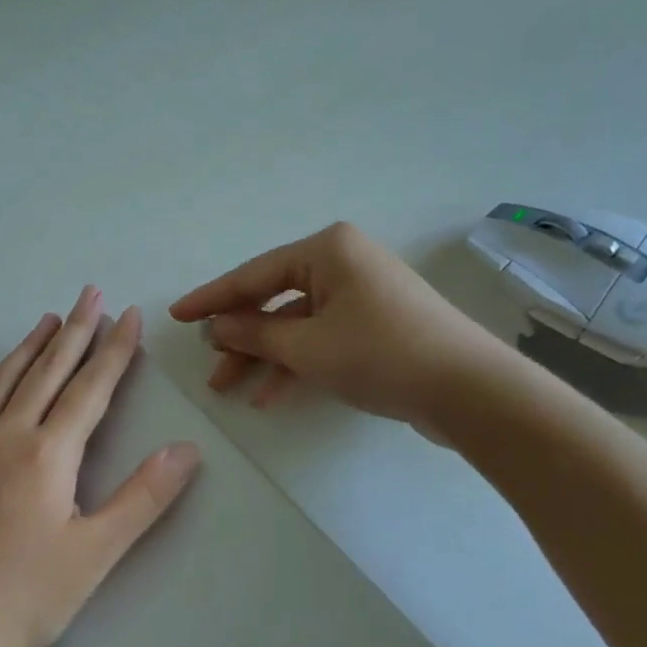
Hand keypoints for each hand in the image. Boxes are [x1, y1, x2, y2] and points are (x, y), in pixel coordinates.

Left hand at [0, 287, 200, 646]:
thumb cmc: (27, 598)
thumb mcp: (97, 552)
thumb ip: (144, 497)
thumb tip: (186, 449)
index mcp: (48, 453)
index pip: (90, 388)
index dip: (114, 349)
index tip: (129, 314)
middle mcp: (4, 435)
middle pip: (47, 371)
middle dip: (75, 330)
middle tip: (90, 292)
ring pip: (1, 382)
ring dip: (28, 347)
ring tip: (48, 319)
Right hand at [170, 222, 503, 431]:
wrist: (470, 391)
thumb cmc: (380, 354)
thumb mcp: (306, 347)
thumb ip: (254, 334)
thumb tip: (217, 327)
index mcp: (327, 250)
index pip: (253, 275)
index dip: (211, 298)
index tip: (176, 315)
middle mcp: (343, 263)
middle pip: (273, 299)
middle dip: (239, 336)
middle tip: (208, 363)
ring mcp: (361, 294)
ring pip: (296, 324)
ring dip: (264, 356)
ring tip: (230, 387)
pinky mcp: (375, 324)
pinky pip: (321, 338)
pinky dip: (296, 364)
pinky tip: (269, 395)